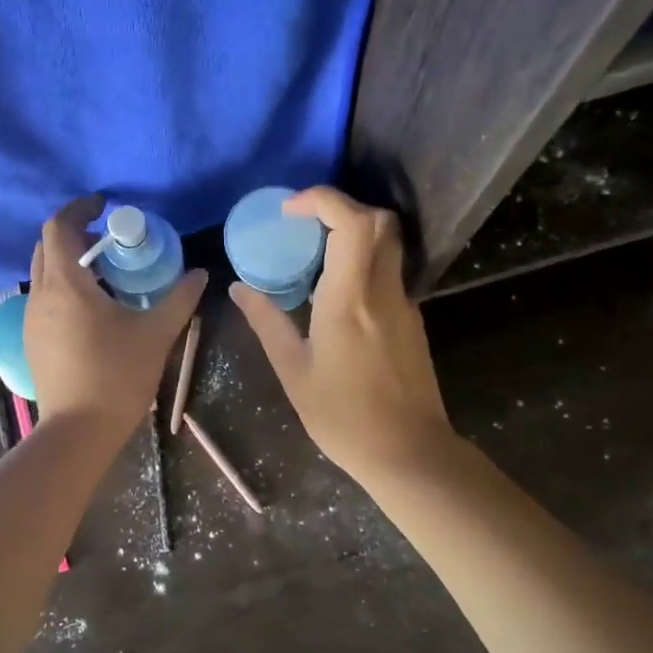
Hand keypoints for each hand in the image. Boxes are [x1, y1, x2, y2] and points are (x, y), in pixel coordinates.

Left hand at [26, 195, 206, 440]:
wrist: (78, 432)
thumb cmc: (117, 376)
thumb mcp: (156, 334)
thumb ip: (179, 299)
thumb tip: (200, 274)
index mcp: (66, 285)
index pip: (57, 227)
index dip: (78, 208)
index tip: (103, 206)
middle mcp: (40, 295)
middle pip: (47, 248)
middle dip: (74, 235)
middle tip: (109, 242)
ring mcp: (31, 320)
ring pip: (44, 275)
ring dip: (69, 264)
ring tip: (105, 276)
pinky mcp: (32, 341)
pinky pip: (44, 299)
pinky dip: (64, 289)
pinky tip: (93, 311)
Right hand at [228, 187, 453, 482]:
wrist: (409, 452)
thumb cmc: (344, 417)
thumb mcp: (294, 372)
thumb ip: (267, 323)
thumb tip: (239, 289)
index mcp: (349, 298)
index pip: (352, 221)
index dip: (323, 200)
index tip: (291, 210)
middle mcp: (383, 290)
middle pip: (380, 220)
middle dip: (342, 209)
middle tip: (305, 227)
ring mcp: (404, 303)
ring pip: (388, 244)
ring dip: (354, 235)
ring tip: (315, 260)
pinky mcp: (412, 319)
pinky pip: (389, 272)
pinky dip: (364, 264)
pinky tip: (336, 296)